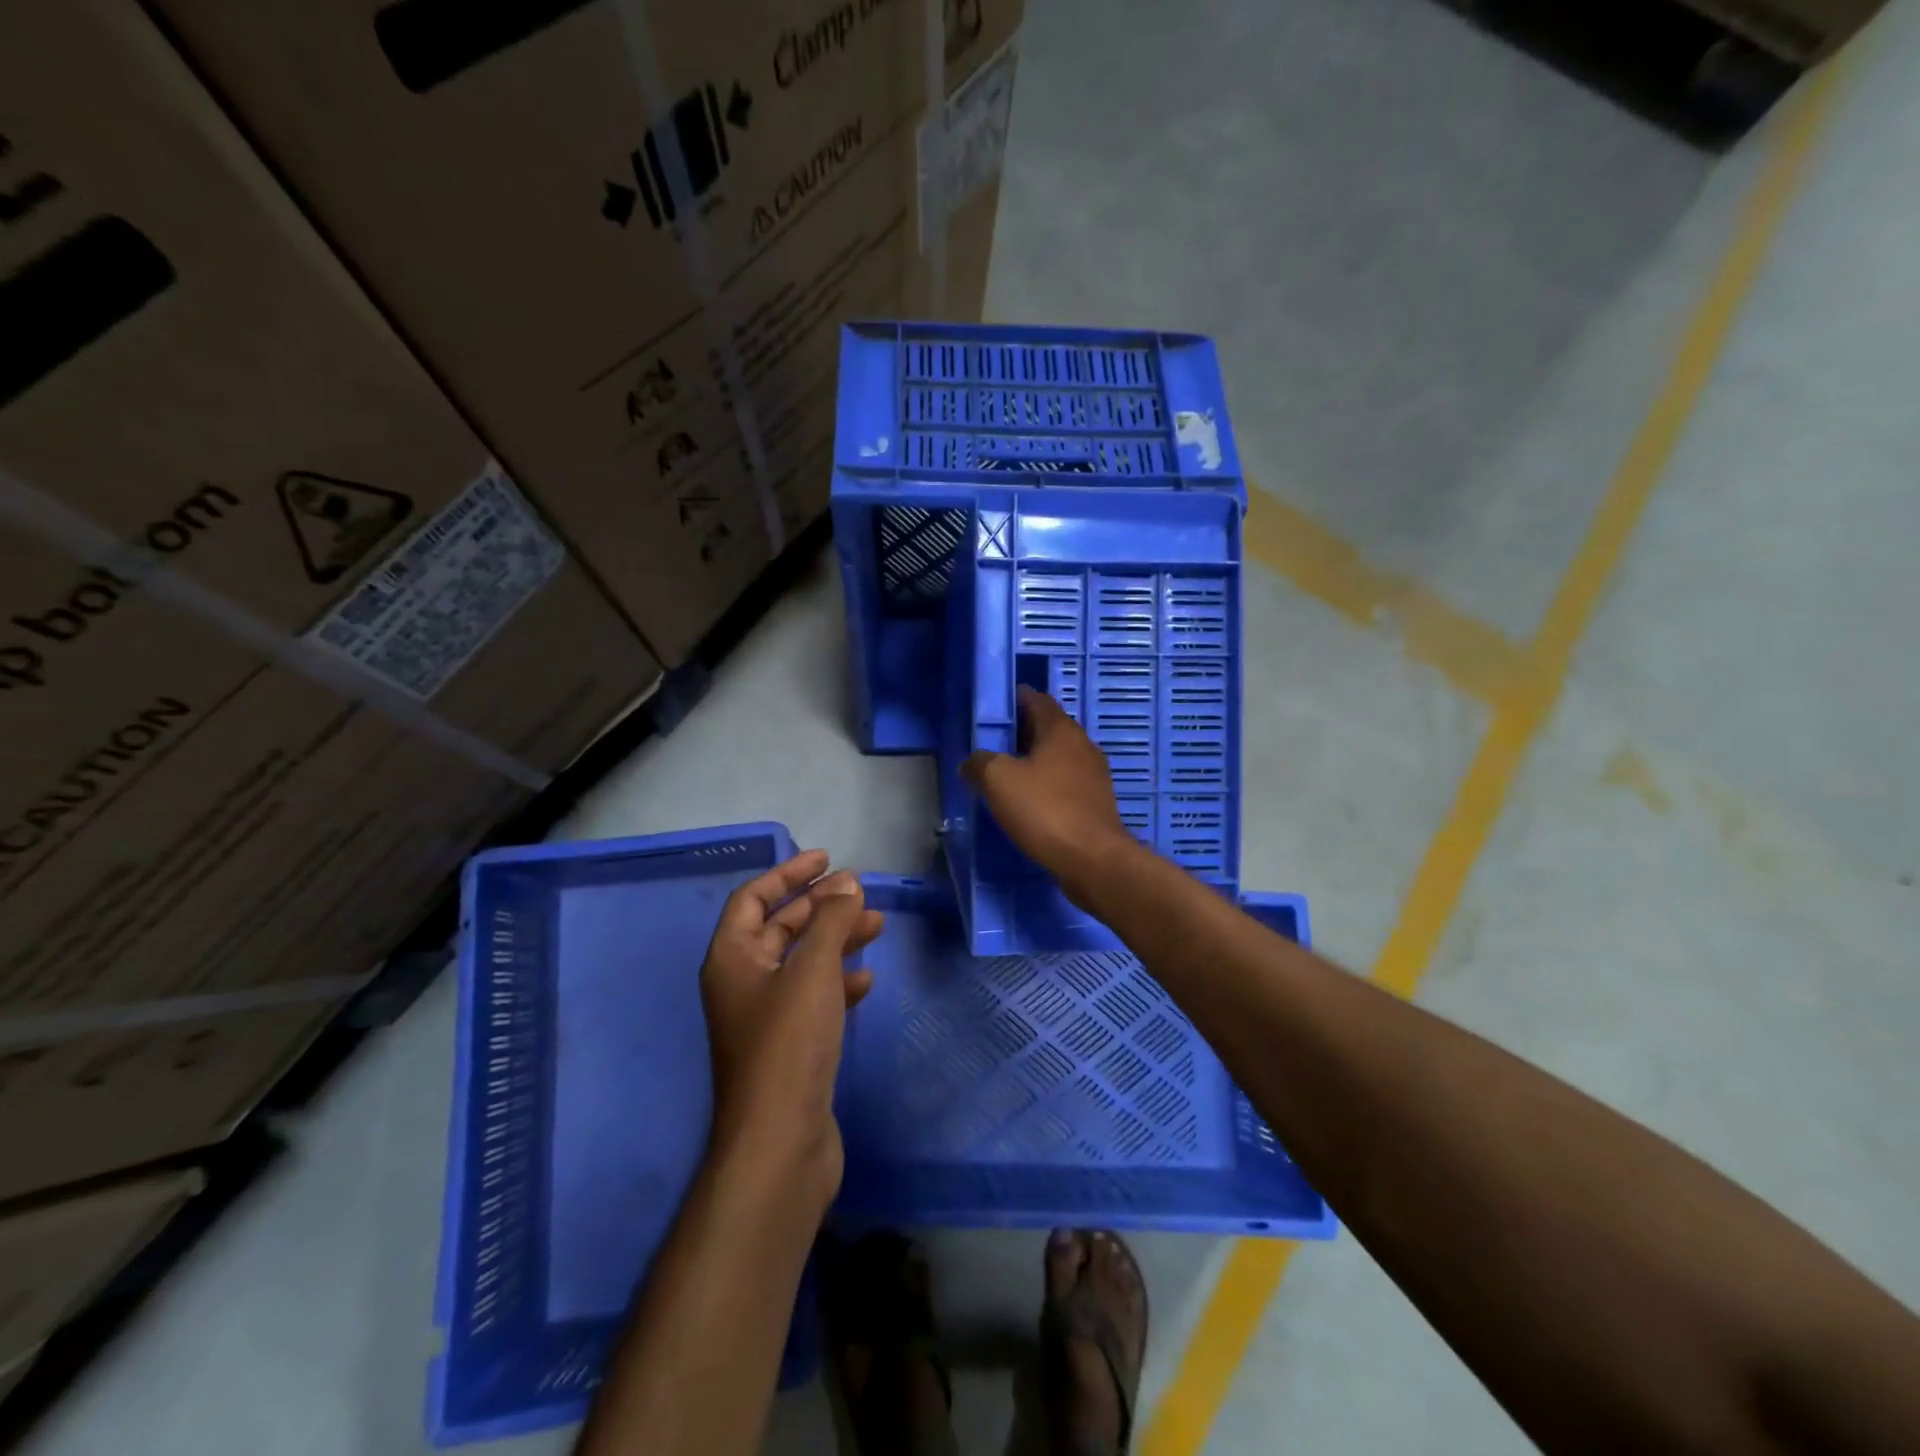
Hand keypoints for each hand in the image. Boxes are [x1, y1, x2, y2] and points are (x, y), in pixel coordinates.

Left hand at [700, 851, 883, 1212]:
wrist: (781, 1142)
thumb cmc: (790, 1043)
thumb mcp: (812, 970)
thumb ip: (831, 921)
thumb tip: (847, 884)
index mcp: (732, 958)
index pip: (754, 898)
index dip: (788, 873)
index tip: (827, 858)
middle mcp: (743, 982)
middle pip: (781, 927)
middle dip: (820, 905)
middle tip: (861, 891)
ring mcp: (765, 1017)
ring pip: (802, 962)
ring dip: (836, 940)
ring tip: (877, 926)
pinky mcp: (789, 1046)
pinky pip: (814, 997)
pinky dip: (839, 982)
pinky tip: (867, 981)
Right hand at [961, 687, 1138, 904]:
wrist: (1092, 859)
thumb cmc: (1045, 809)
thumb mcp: (998, 780)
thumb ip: (979, 763)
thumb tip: (972, 763)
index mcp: (1061, 730)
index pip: (1036, 700)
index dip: (1014, 699)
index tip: (992, 709)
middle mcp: (1082, 745)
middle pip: (1047, 728)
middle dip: (1020, 732)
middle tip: (991, 744)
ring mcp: (1093, 776)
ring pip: (1057, 757)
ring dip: (1033, 761)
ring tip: (1005, 775)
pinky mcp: (1095, 803)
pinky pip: (1064, 784)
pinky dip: (1045, 785)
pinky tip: (1028, 802)